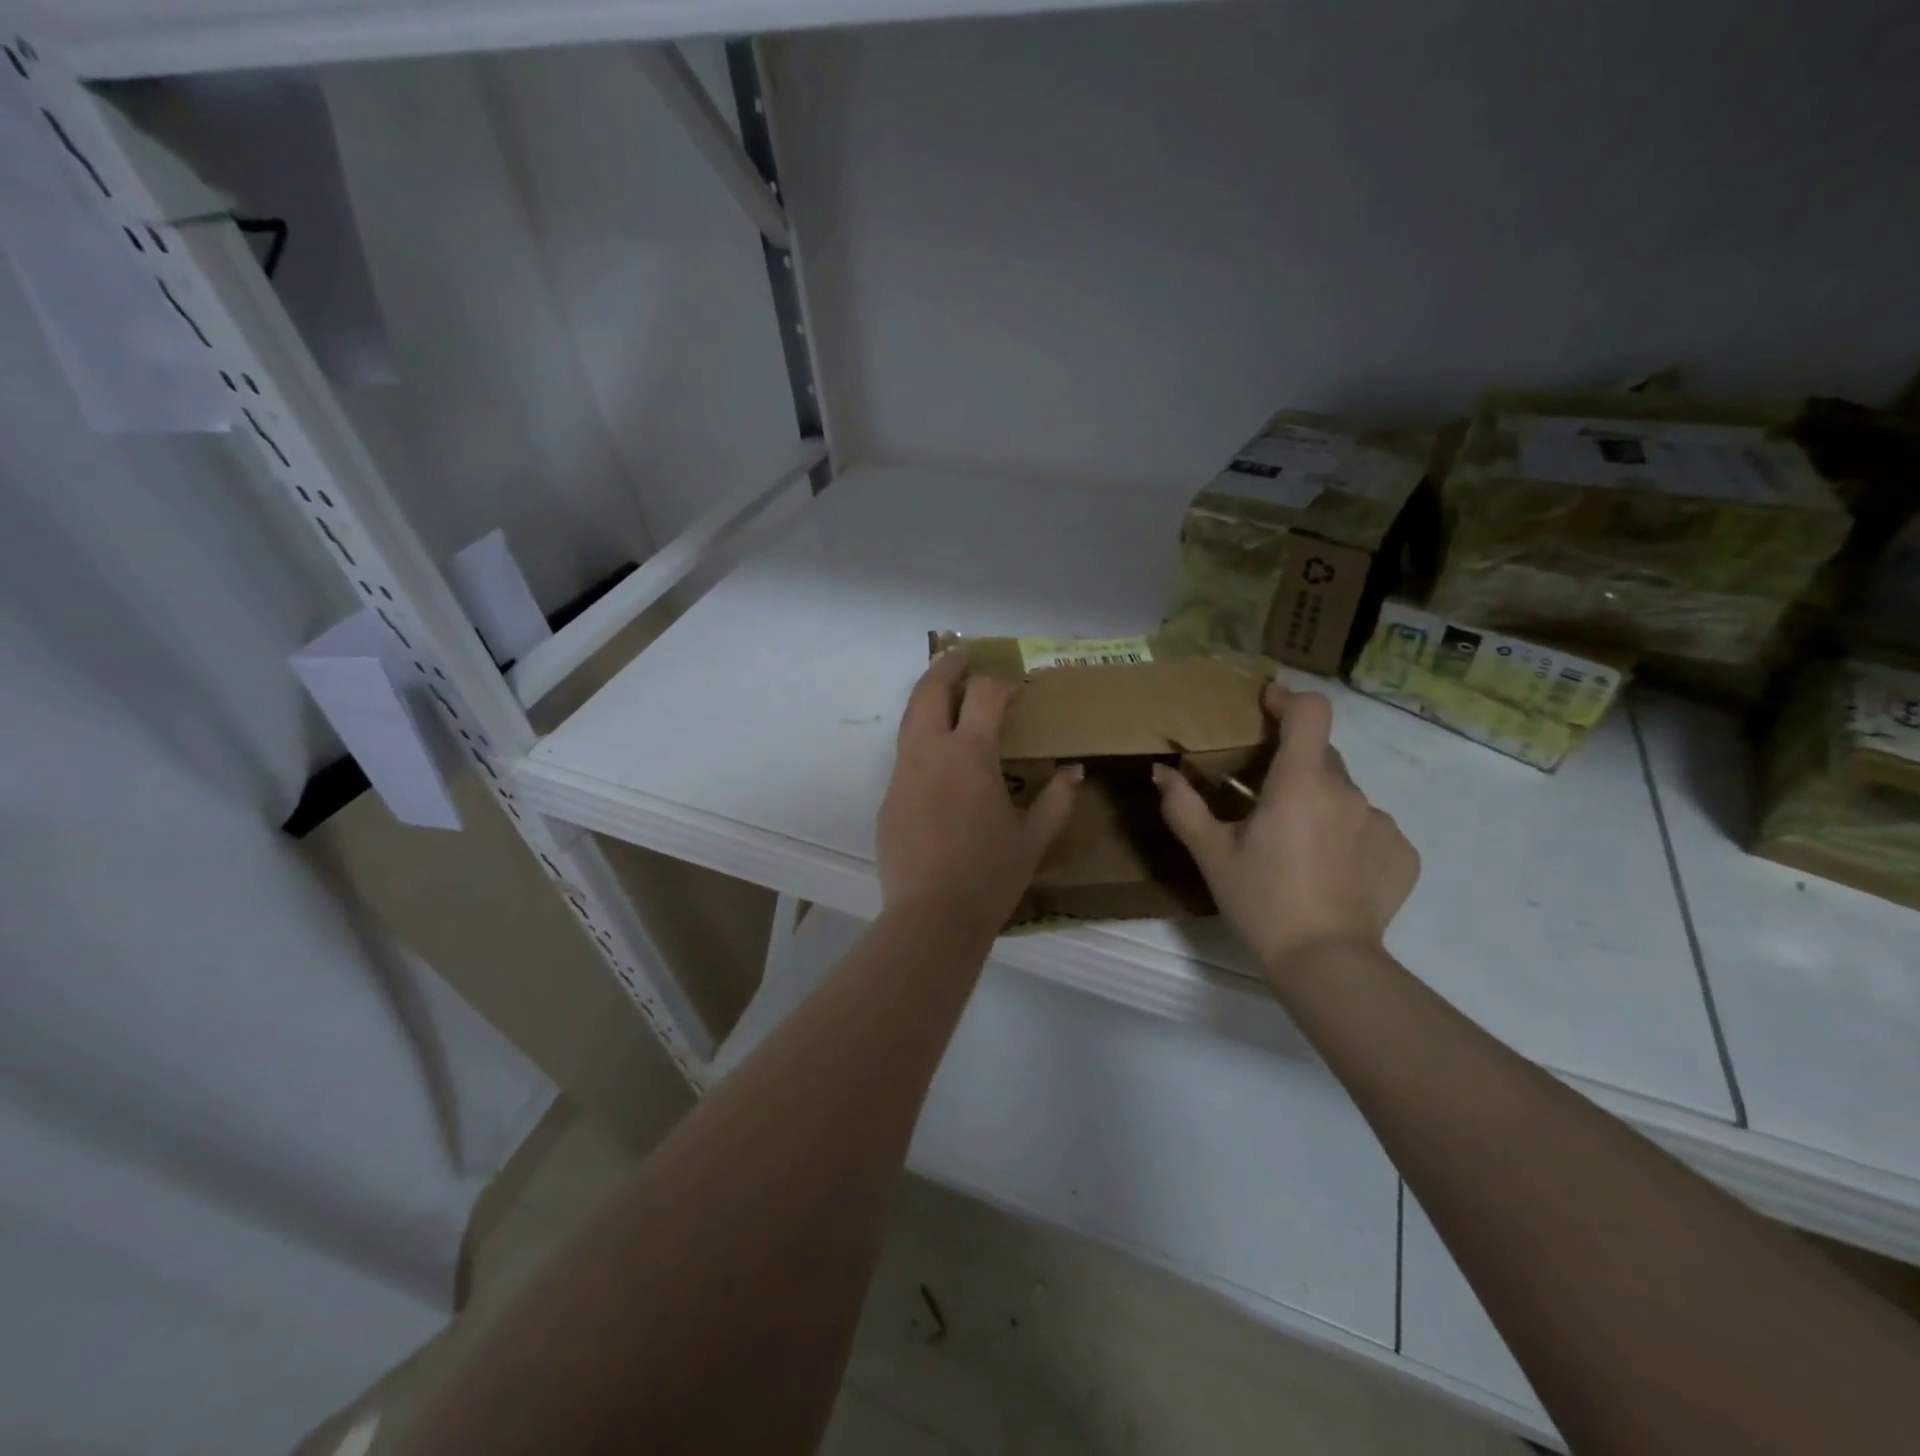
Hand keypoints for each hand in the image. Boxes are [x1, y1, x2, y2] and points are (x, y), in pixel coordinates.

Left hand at [877, 650, 1080, 929]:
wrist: (932, 917)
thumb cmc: (991, 875)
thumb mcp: (1034, 838)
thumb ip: (1057, 800)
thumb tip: (1073, 771)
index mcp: (970, 755)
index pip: (984, 696)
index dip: (1002, 684)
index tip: (1016, 689)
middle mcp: (930, 752)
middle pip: (931, 690)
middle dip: (947, 666)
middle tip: (961, 654)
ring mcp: (903, 774)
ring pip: (910, 718)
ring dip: (927, 696)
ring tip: (944, 689)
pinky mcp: (889, 798)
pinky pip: (905, 756)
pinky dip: (921, 739)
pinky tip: (937, 757)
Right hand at [1153, 680, 1418, 979]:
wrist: (1325, 963)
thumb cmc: (1260, 901)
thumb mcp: (1211, 854)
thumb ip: (1183, 806)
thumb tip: (1161, 771)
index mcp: (1301, 783)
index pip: (1310, 712)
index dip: (1289, 698)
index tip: (1269, 702)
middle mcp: (1348, 792)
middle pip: (1321, 756)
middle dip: (1293, 765)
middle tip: (1264, 802)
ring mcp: (1381, 823)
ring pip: (1344, 795)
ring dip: (1320, 805)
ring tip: (1297, 848)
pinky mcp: (1402, 854)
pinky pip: (1370, 829)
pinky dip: (1348, 837)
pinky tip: (1331, 873)